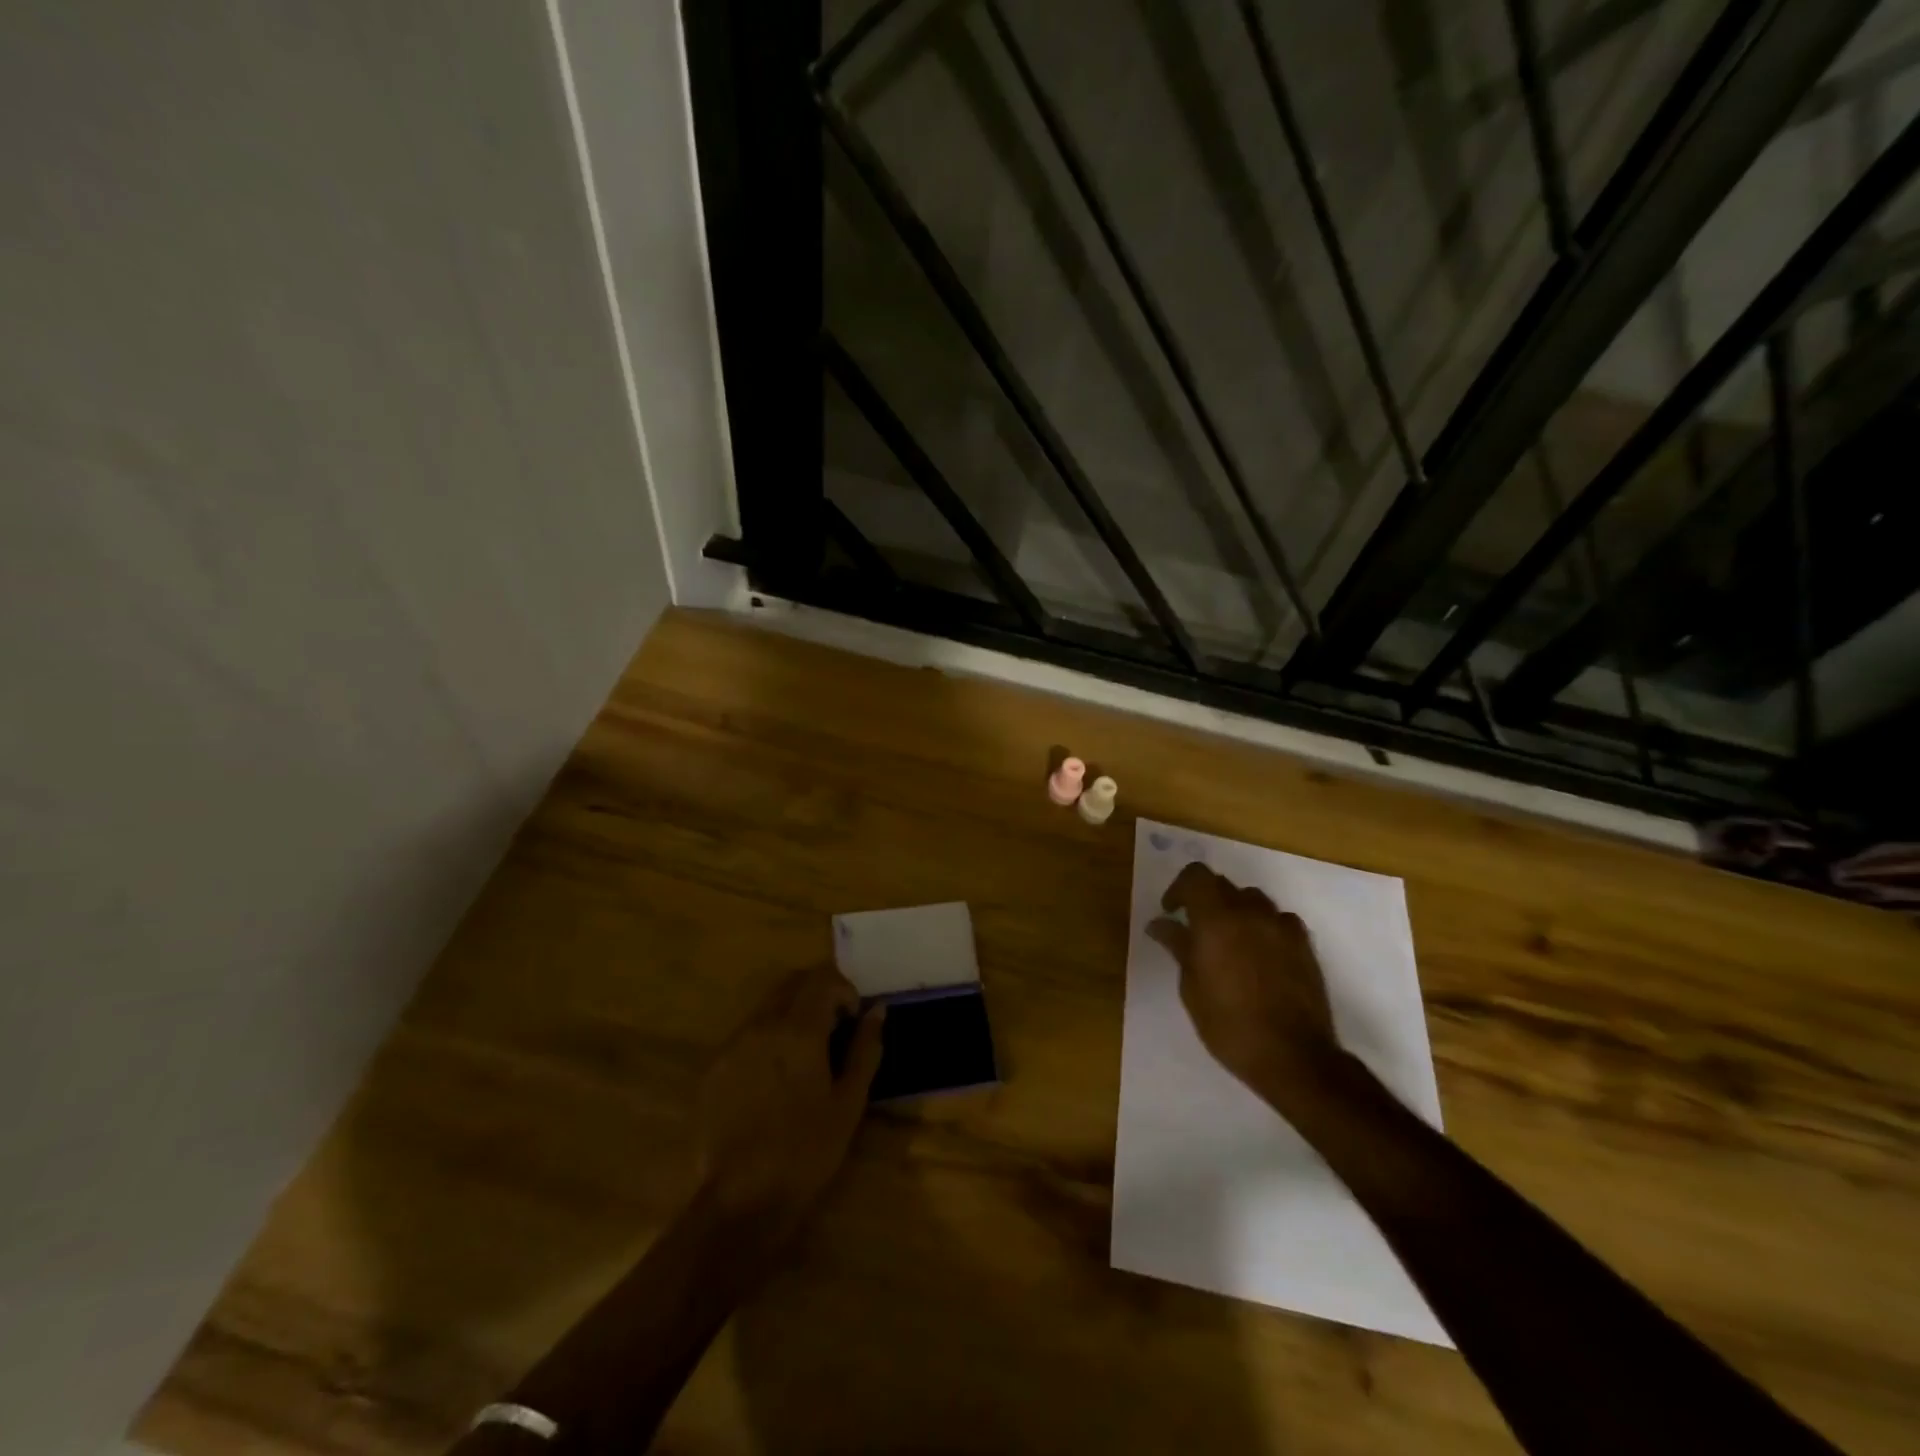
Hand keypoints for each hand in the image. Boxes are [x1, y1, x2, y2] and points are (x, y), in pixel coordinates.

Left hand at [696, 965, 883, 1248]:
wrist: (741, 1200)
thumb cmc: (806, 1151)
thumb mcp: (848, 1102)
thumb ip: (865, 1048)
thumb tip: (877, 1009)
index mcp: (798, 1029)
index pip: (823, 979)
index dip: (844, 991)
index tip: (853, 1019)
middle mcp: (761, 1024)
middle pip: (792, 983)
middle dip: (817, 994)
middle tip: (834, 1028)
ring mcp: (733, 1044)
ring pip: (767, 1007)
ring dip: (791, 1015)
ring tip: (804, 1056)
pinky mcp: (713, 1068)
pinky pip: (746, 1035)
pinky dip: (766, 1039)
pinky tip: (773, 1079)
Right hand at [1147, 862, 1340, 1115]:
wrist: (1293, 1056)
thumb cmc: (1229, 1024)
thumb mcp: (1191, 987)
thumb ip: (1178, 947)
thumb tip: (1160, 924)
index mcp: (1217, 919)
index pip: (1196, 876)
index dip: (1180, 888)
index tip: (1172, 913)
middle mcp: (1250, 913)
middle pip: (1224, 885)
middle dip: (1206, 900)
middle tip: (1196, 930)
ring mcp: (1281, 927)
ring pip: (1253, 900)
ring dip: (1236, 911)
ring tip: (1229, 942)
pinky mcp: (1304, 945)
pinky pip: (1278, 920)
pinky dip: (1263, 926)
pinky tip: (1259, 954)